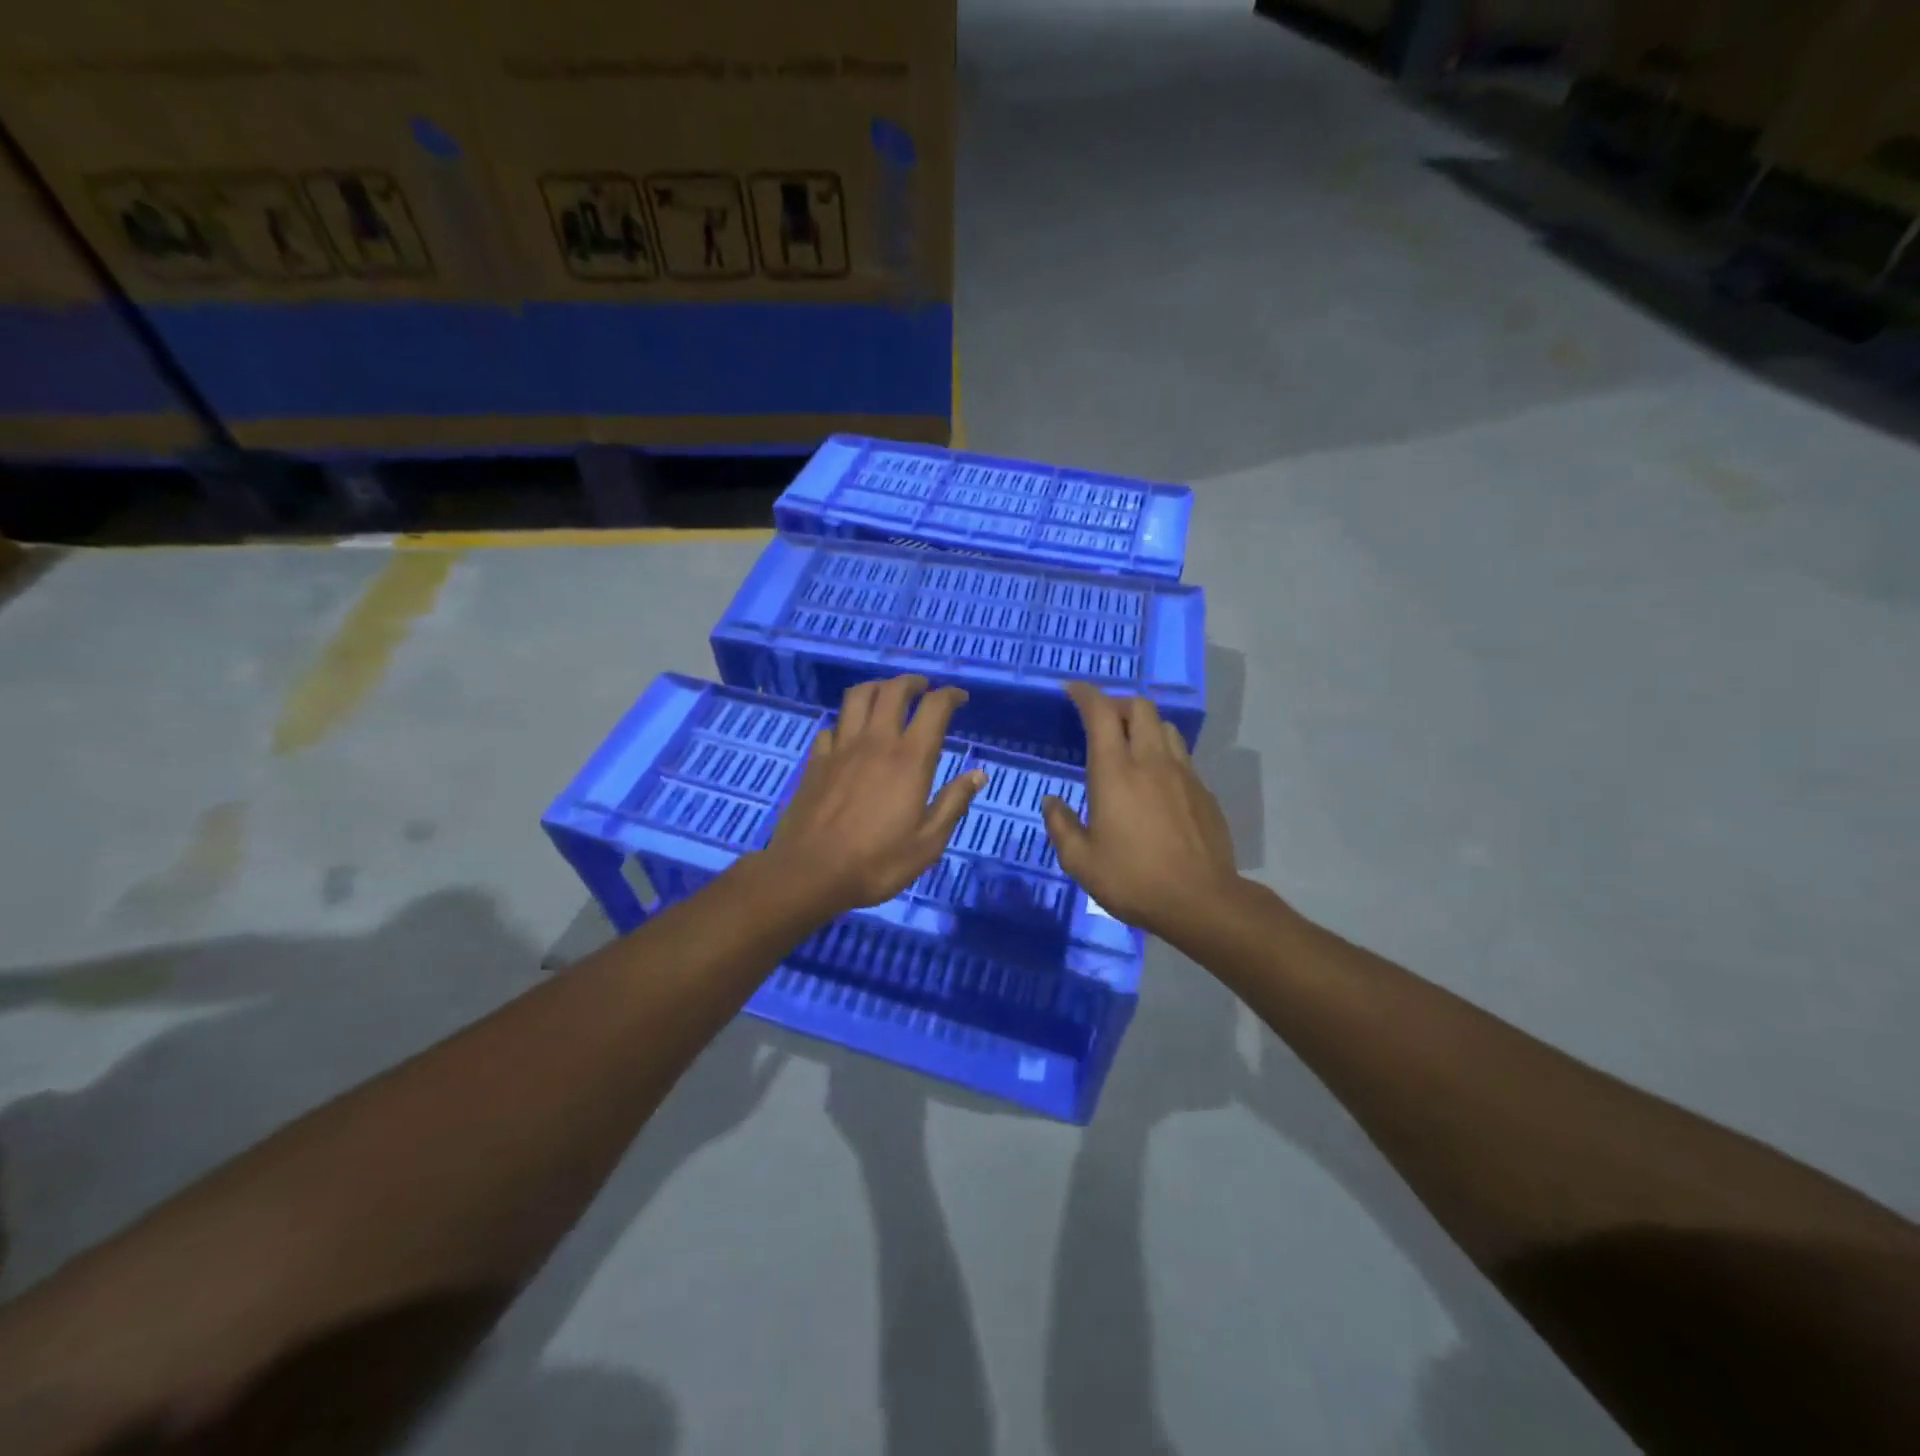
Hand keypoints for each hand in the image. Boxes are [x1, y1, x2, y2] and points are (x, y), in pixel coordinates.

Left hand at [763, 675, 985, 916]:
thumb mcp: (928, 843)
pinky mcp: (816, 761)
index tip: (960, 698)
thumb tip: (978, 774)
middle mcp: (876, 742)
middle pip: (893, 691)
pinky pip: (832, 727)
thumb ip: (954, 803)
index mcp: (909, 759)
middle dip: (912, 682)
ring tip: (887, 694)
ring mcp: (841, 748)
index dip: (950, 695)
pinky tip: (849, 735)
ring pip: (858, 697)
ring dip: (877, 688)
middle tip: (923, 688)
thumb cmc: (876, 863)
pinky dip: (845, 723)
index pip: (934, 708)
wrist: (809, 873)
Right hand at [1041, 682, 1239, 941]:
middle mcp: (1151, 761)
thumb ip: (1061, 825)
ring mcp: (1184, 774)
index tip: (1072, 690)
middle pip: (1140, 707)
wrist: (1201, 901)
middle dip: (1117, 703)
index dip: (1085, 694)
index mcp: (1115, 772)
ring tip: (1130, 745)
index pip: (1101, 713)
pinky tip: (1157, 782)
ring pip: (1166, 727)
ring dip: (1144, 725)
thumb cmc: (1133, 879)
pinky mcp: (1204, 792)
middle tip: (1101, 720)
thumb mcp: (1080, 861)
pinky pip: (1182, 757)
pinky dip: (1164, 754)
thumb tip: (1051, 802)